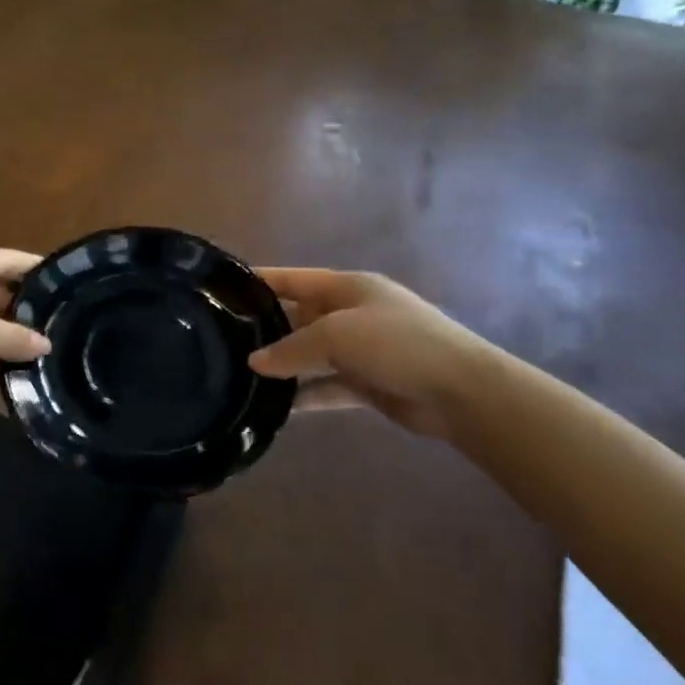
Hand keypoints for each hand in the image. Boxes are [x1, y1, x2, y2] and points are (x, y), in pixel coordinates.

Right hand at [248, 269, 493, 441]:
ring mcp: (361, 350)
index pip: (294, 279)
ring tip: (242, 376)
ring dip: (285, 365)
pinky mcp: (368, 383)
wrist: (460, 391)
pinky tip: (276, 406)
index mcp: (347, 287)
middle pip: (300, 316)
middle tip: (225, 341)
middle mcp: (352, 313)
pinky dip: (305, 394)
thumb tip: (254, 362)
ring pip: (311, 354)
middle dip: (268, 328)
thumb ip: (292, 348)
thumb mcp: (337, 335)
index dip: (261, 281)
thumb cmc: (396, 343)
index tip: (223, 289)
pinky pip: (326, 386)